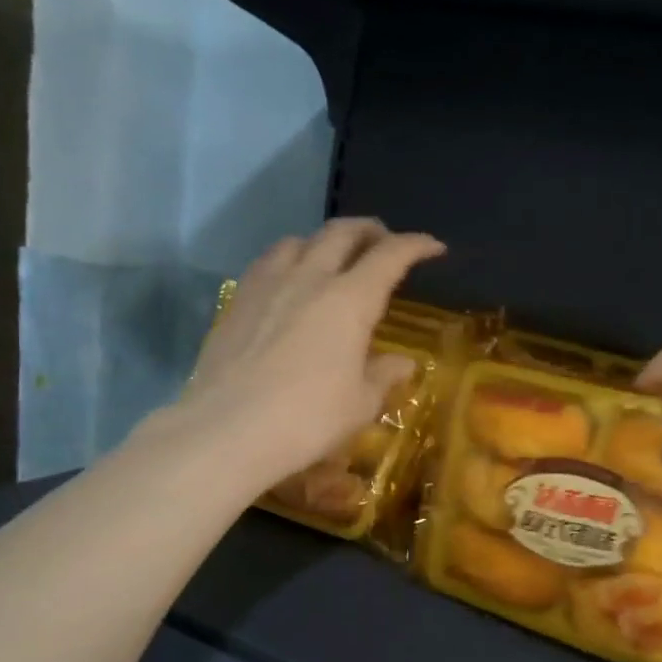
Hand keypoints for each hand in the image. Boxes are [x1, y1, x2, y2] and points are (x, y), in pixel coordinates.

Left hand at [155, 219, 444, 488]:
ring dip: (325, 242)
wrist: (227, 430)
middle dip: (371, 231)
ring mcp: (268, 285)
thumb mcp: (360, 404)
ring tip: (334, 259)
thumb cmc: (307, 419)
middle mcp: (310, 278)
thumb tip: (403, 363)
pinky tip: (289, 282)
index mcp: (350, 300)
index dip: (416, 245)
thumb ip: (384, 375)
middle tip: (385, 242)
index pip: (391, 255)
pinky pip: (268, 262)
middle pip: (343, 233)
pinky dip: (290, 259)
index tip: (434, 247)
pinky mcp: (237, 300)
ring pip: (300, 240)